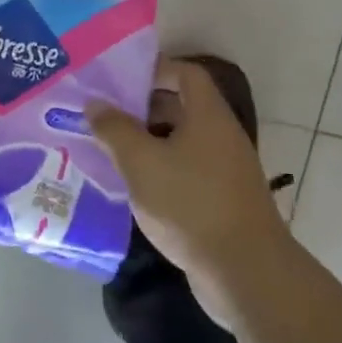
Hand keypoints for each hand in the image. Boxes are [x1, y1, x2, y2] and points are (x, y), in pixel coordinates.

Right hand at [88, 59, 288, 326]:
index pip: (186, 73)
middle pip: (182, 107)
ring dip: (149, 142)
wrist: (246, 273)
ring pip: (182, 142)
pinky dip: (161, 171)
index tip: (121, 79)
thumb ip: (115, 130)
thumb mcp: (141, 163)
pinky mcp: (223, 202)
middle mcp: (222, 136)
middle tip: (106, 114)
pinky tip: (134, 187)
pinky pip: (187, 172)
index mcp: (208, 116)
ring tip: (110, 149)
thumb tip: (95, 104)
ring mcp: (225, 171)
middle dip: (143, 108)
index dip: (155, 69)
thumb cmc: (191, 205)